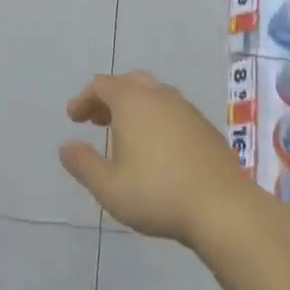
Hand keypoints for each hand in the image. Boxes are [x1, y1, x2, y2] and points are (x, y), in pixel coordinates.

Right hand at [59, 72, 250, 244]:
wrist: (223, 207)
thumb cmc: (158, 194)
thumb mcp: (109, 187)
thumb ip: (83, 164)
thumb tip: (66, 146)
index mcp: (133, 102)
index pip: (101, 85)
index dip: (83, 99)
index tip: (74, 119)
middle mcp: (160, 96)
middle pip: (129, 82)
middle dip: (109, 98)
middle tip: (97, 121)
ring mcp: (187, 109)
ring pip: (154, 94)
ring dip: (134, 106)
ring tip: (125, 134)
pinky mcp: (205, 127)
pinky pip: (173, 110)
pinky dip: (156, 118)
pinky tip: (157, 147)